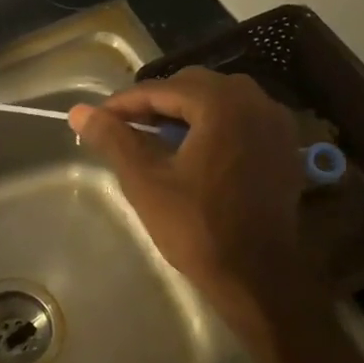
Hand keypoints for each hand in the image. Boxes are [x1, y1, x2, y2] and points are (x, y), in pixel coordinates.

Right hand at [69, 70, 311, 325]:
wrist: (256, 276)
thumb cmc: (197, 227)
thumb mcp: (145, 181)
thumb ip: (113, 139)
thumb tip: (79, 112)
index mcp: (222, 104)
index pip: (162, 89)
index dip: (125, 102)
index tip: (97, 118)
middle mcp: (256, 102)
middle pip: (194, 86)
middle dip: (156, 102)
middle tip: (125, 126)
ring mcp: (276, 124)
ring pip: (220, 100)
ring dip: (186, 111)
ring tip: (155, 136)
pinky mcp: (284, 148)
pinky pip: (242, 119)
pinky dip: (213, 124)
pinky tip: (192, 149)